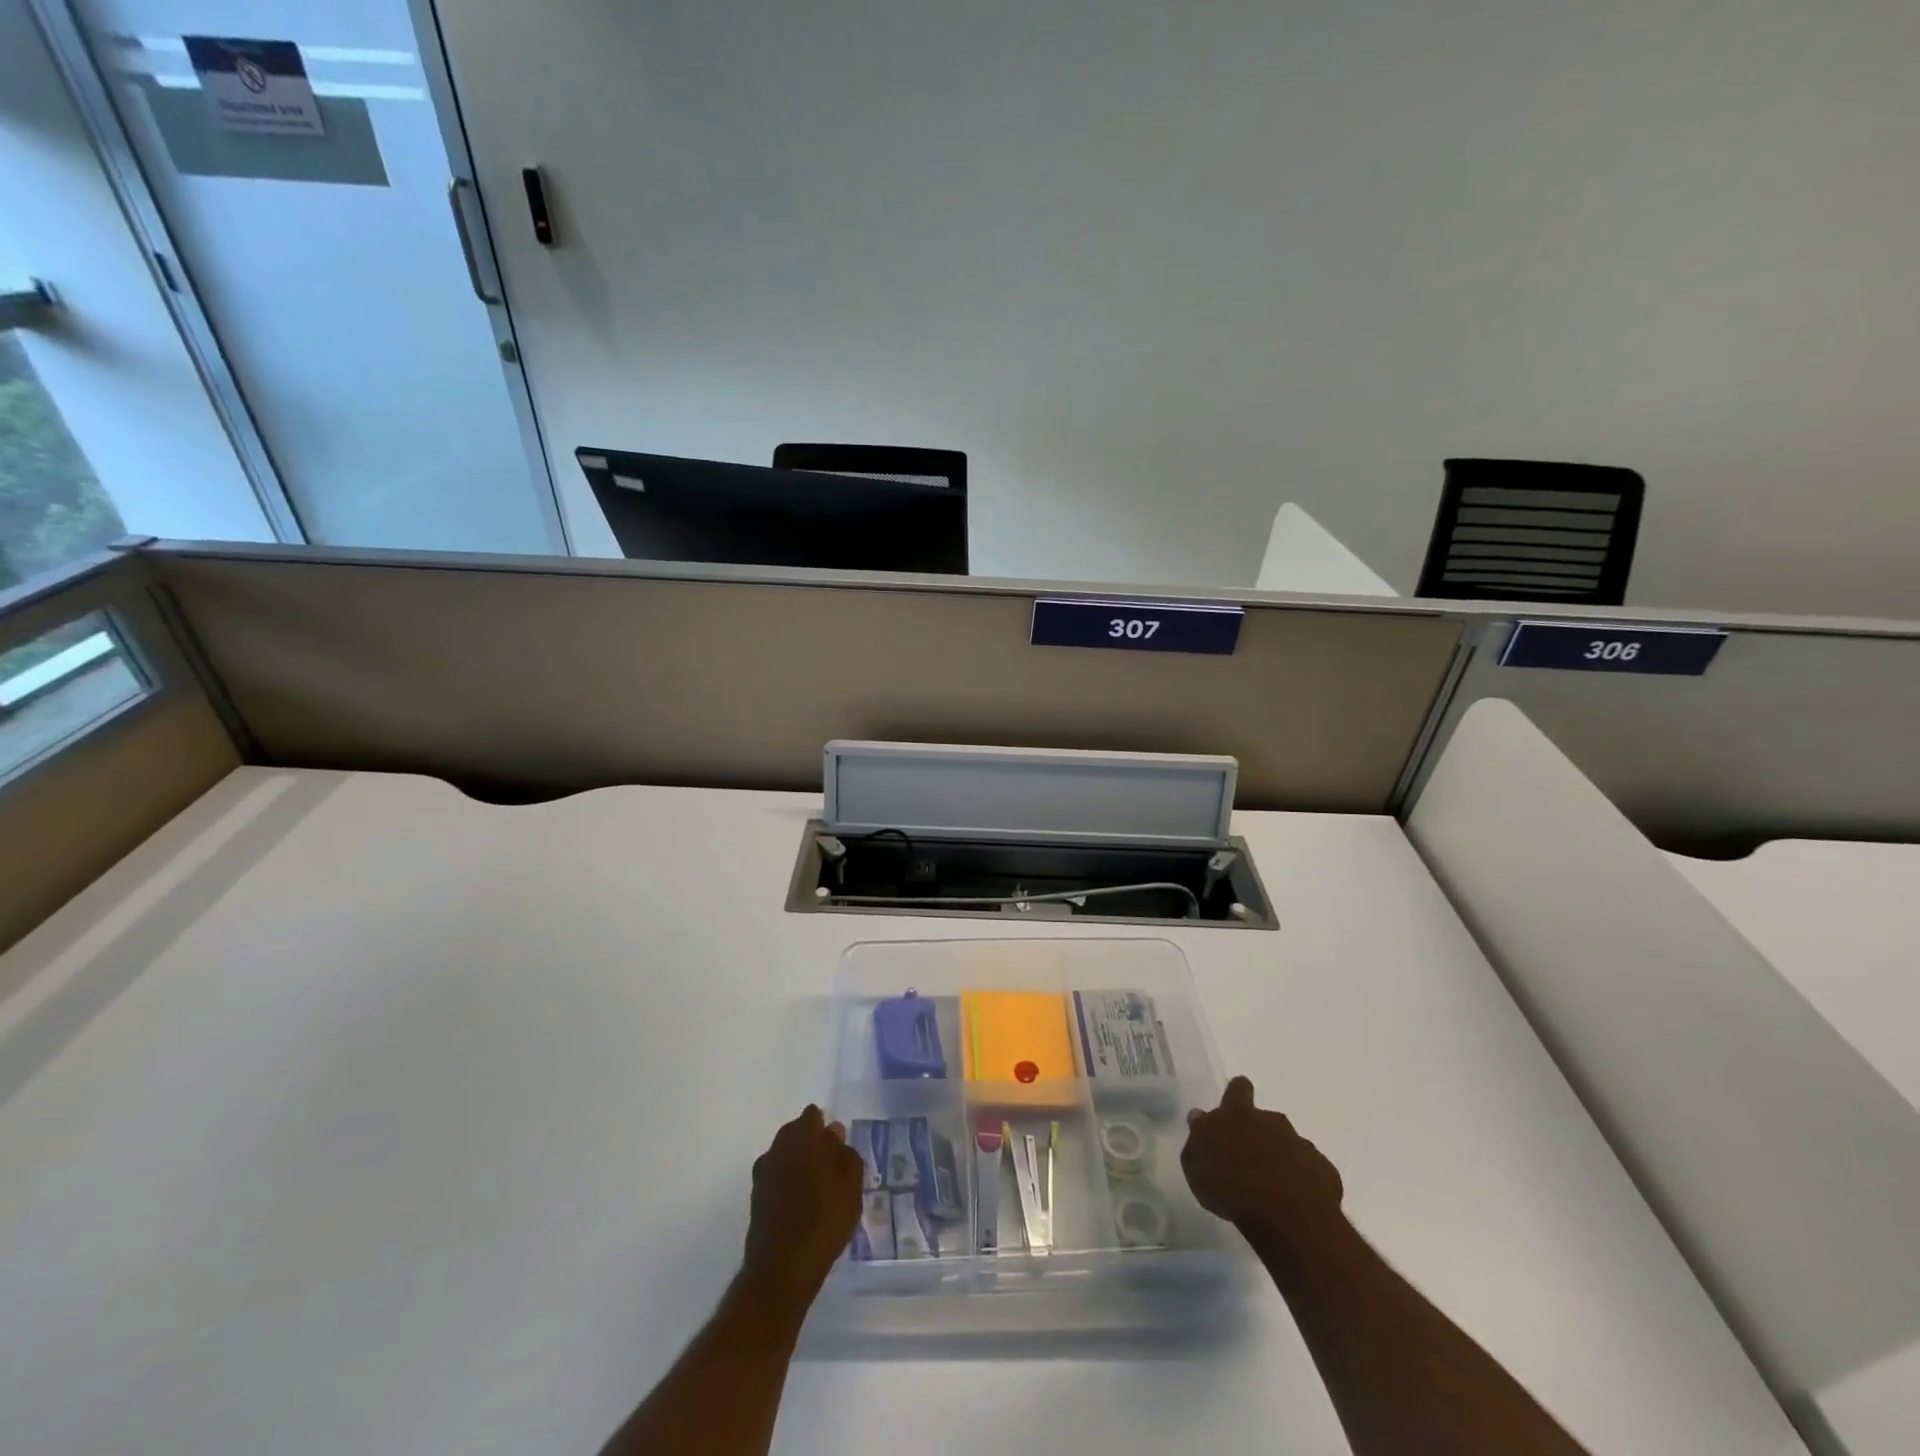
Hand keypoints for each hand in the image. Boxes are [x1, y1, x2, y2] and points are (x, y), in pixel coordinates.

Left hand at [741, 1105, 863, 1318]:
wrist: (782, 1268)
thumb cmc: (824, 1218)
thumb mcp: (851, 1184)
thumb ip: (846, 1154)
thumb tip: (834, 1134)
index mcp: (802, 1136)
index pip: (812, 1116)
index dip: (825, 1127)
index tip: (837, 1146)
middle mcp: (778, 1147)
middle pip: (795, 1133)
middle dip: (810, 1143)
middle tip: (830, 1166)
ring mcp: (763, 1173)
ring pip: (783, 1156)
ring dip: (797, 1164)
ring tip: (817, 1188)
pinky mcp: (756, 1199)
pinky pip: (776, 1179)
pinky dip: (787, 1185)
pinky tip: (801, 1205)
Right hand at [1182, 1076, 1343, 1246]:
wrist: (1286, 1215)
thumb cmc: (1229, 1186)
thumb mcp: (1195, 1164)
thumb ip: (1199, 1139)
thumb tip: (1201, 1119)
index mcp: (1237, 1114)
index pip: (1237, 1088)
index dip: (1236, 1094)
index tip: (1233, 1107)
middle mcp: (1271, 1121)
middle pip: (1266, 1118)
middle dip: (1260, 1134)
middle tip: (1250, 1160)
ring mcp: (1301, 1145)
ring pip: (1290, 1145)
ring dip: (1282, 1160)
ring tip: (1272, 1189)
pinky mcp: (1324, 1172)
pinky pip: (1311, 1172)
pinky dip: (1303, 1182)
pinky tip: (1295, 1203)